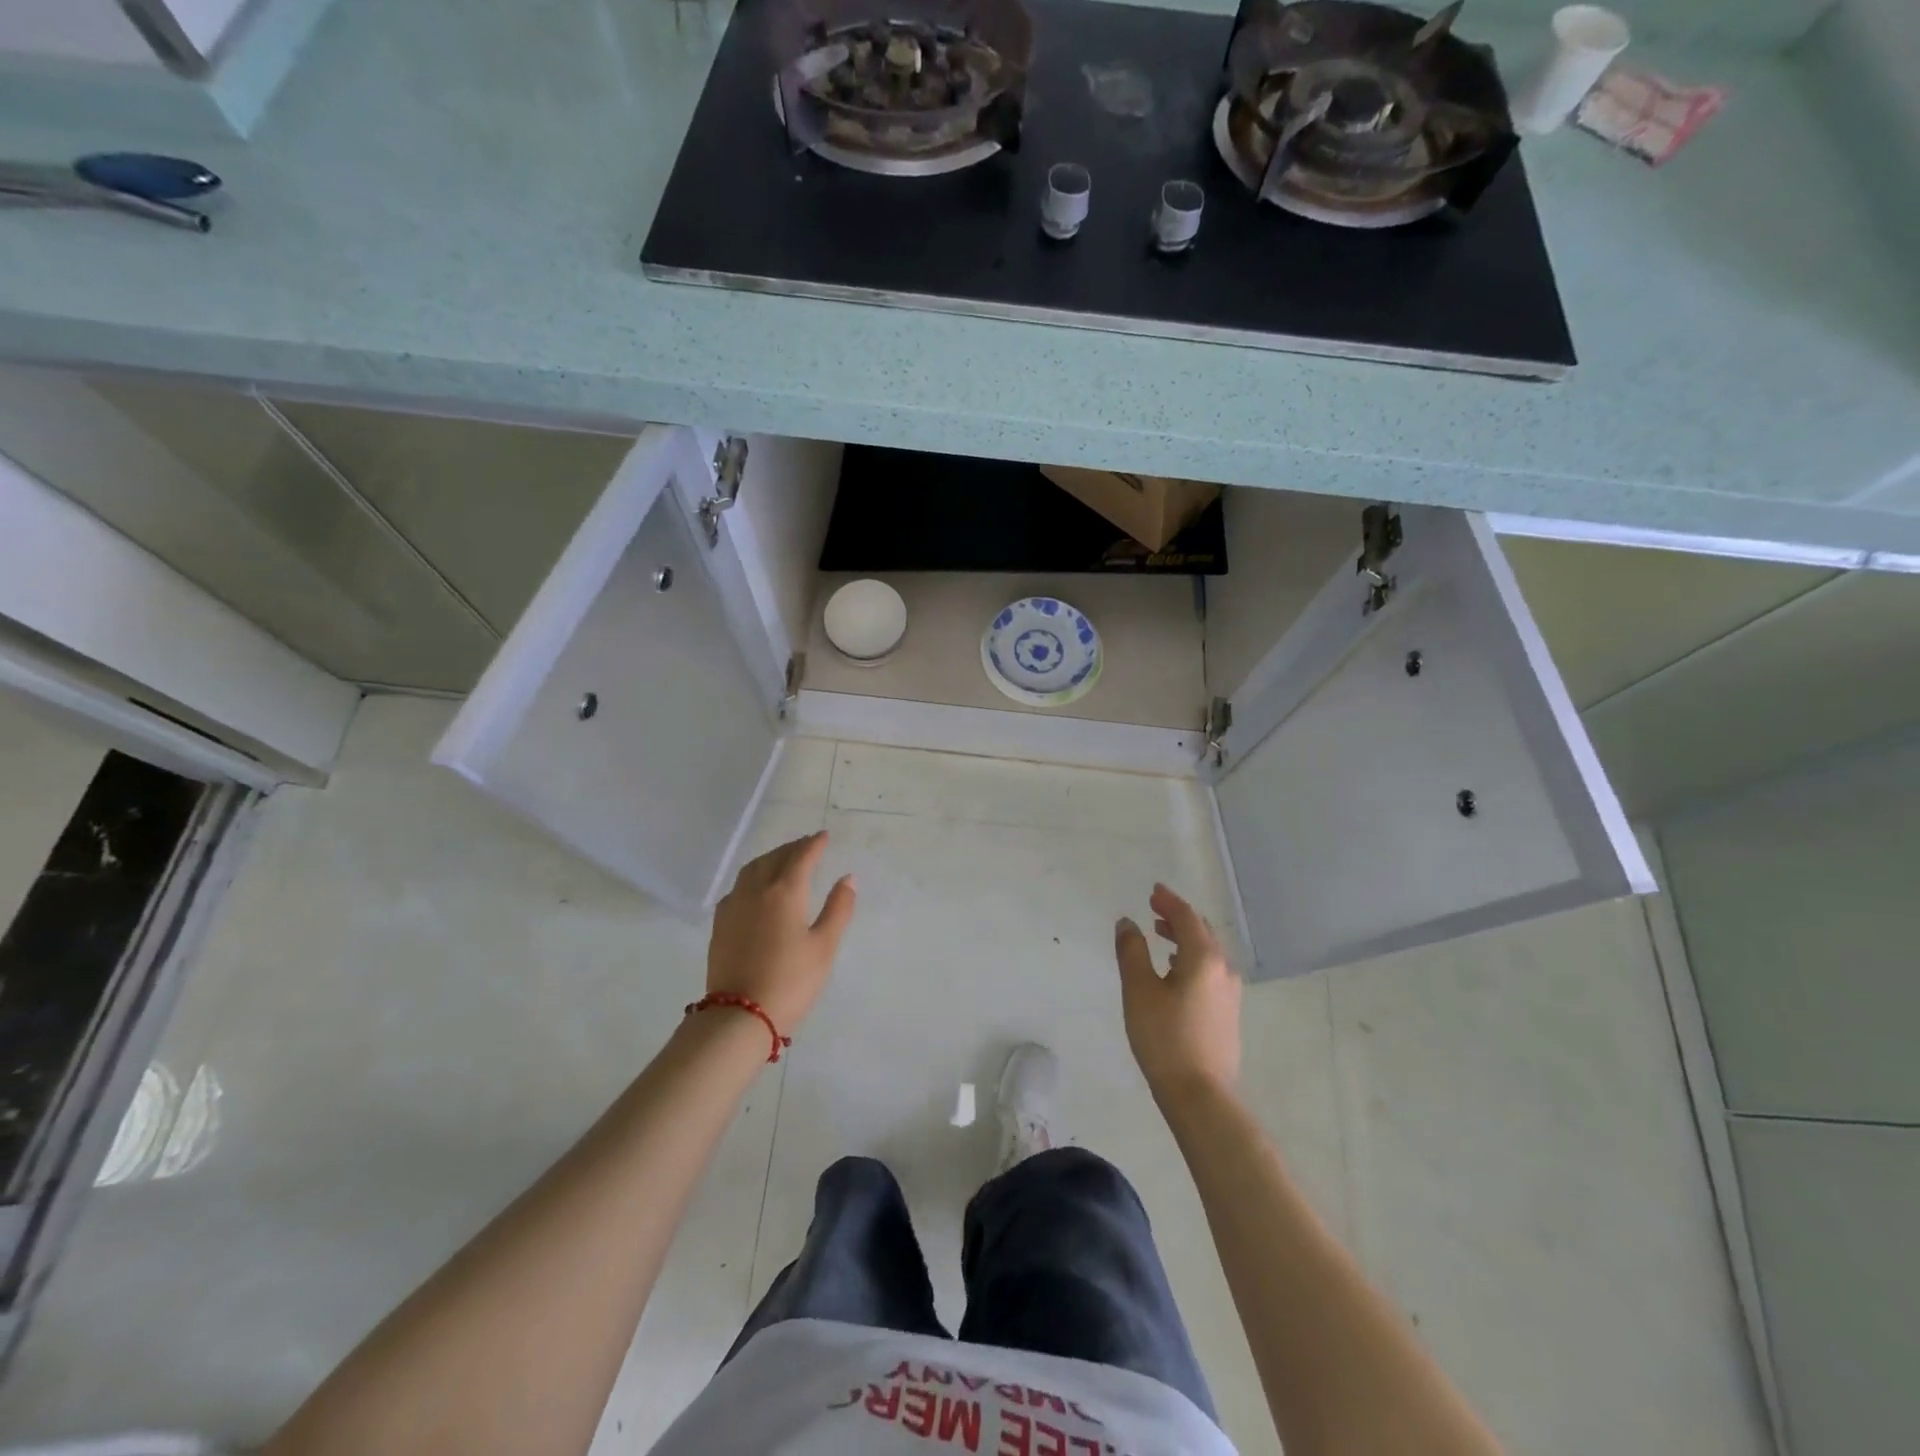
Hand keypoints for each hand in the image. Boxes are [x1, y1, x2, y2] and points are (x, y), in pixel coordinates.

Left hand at [706, 831, 855, 1033]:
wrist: (739, 1016)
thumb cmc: (791, 981)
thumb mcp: (824, 947)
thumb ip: (838, 909)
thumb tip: (847, 878)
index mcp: (785, 891)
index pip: (802, 857)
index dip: (814, 844)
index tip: (824, 836)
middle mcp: (756, 890)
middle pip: (775, 858)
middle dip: (793, 848)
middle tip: (808, 845)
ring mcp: (733, 906)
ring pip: (752, 869)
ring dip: (771, 859)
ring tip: (783, 860)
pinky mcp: (720, 924)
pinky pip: (738, 887)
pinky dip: (752, 877)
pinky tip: (756, 889)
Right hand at [1115, 883, 1241, 1104]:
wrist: (1200, 1095)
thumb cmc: (1164, 1037)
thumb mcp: (1139, 990)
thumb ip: (1132, 951)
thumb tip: (1128, 922)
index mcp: (1203, 958)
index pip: (1187, 917)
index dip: (1169, 901)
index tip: (1153, 891)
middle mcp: (1223, 969)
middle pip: (1202, 931)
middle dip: (1178, 916)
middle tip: (1154, 908)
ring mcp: (1230, 992)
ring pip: (1208, 951)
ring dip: (1184, 938)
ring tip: (1160, 936)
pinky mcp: (1228, 1012)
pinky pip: (1210, 970)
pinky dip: (1191, 957)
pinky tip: (1175, 970)